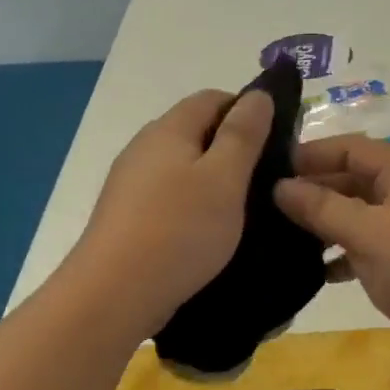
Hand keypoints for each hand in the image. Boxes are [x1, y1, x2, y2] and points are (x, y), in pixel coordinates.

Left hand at [69, 88, 272, 337]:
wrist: (113, 294)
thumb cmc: (179, 230)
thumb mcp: (225, 178)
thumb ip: (243, 134)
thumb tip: (258, 95)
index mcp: (169, 128)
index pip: (213, 98)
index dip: (248, 111)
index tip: (276, 144)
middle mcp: (144, 146)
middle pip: (196, 131)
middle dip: (232, 148)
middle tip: (265, 182)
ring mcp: (130, 182)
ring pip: (182, 166)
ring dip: (213, 180)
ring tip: (242, 211)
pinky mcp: (126, 216)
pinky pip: (168, 196)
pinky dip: (192, 205)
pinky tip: (206, 232)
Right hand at [274, 137, 389, 375]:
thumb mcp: (369, 233)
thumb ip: (322, 207)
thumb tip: (280, 187)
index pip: (350, 148)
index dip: (311, 154)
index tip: (269, 169)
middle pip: (353, 180)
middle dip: (313, 190)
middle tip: (266, 206)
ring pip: (358, 216)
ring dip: (324, 224)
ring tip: (280, 237)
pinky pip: (367, 248)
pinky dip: (342, 255)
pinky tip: (315, 271)